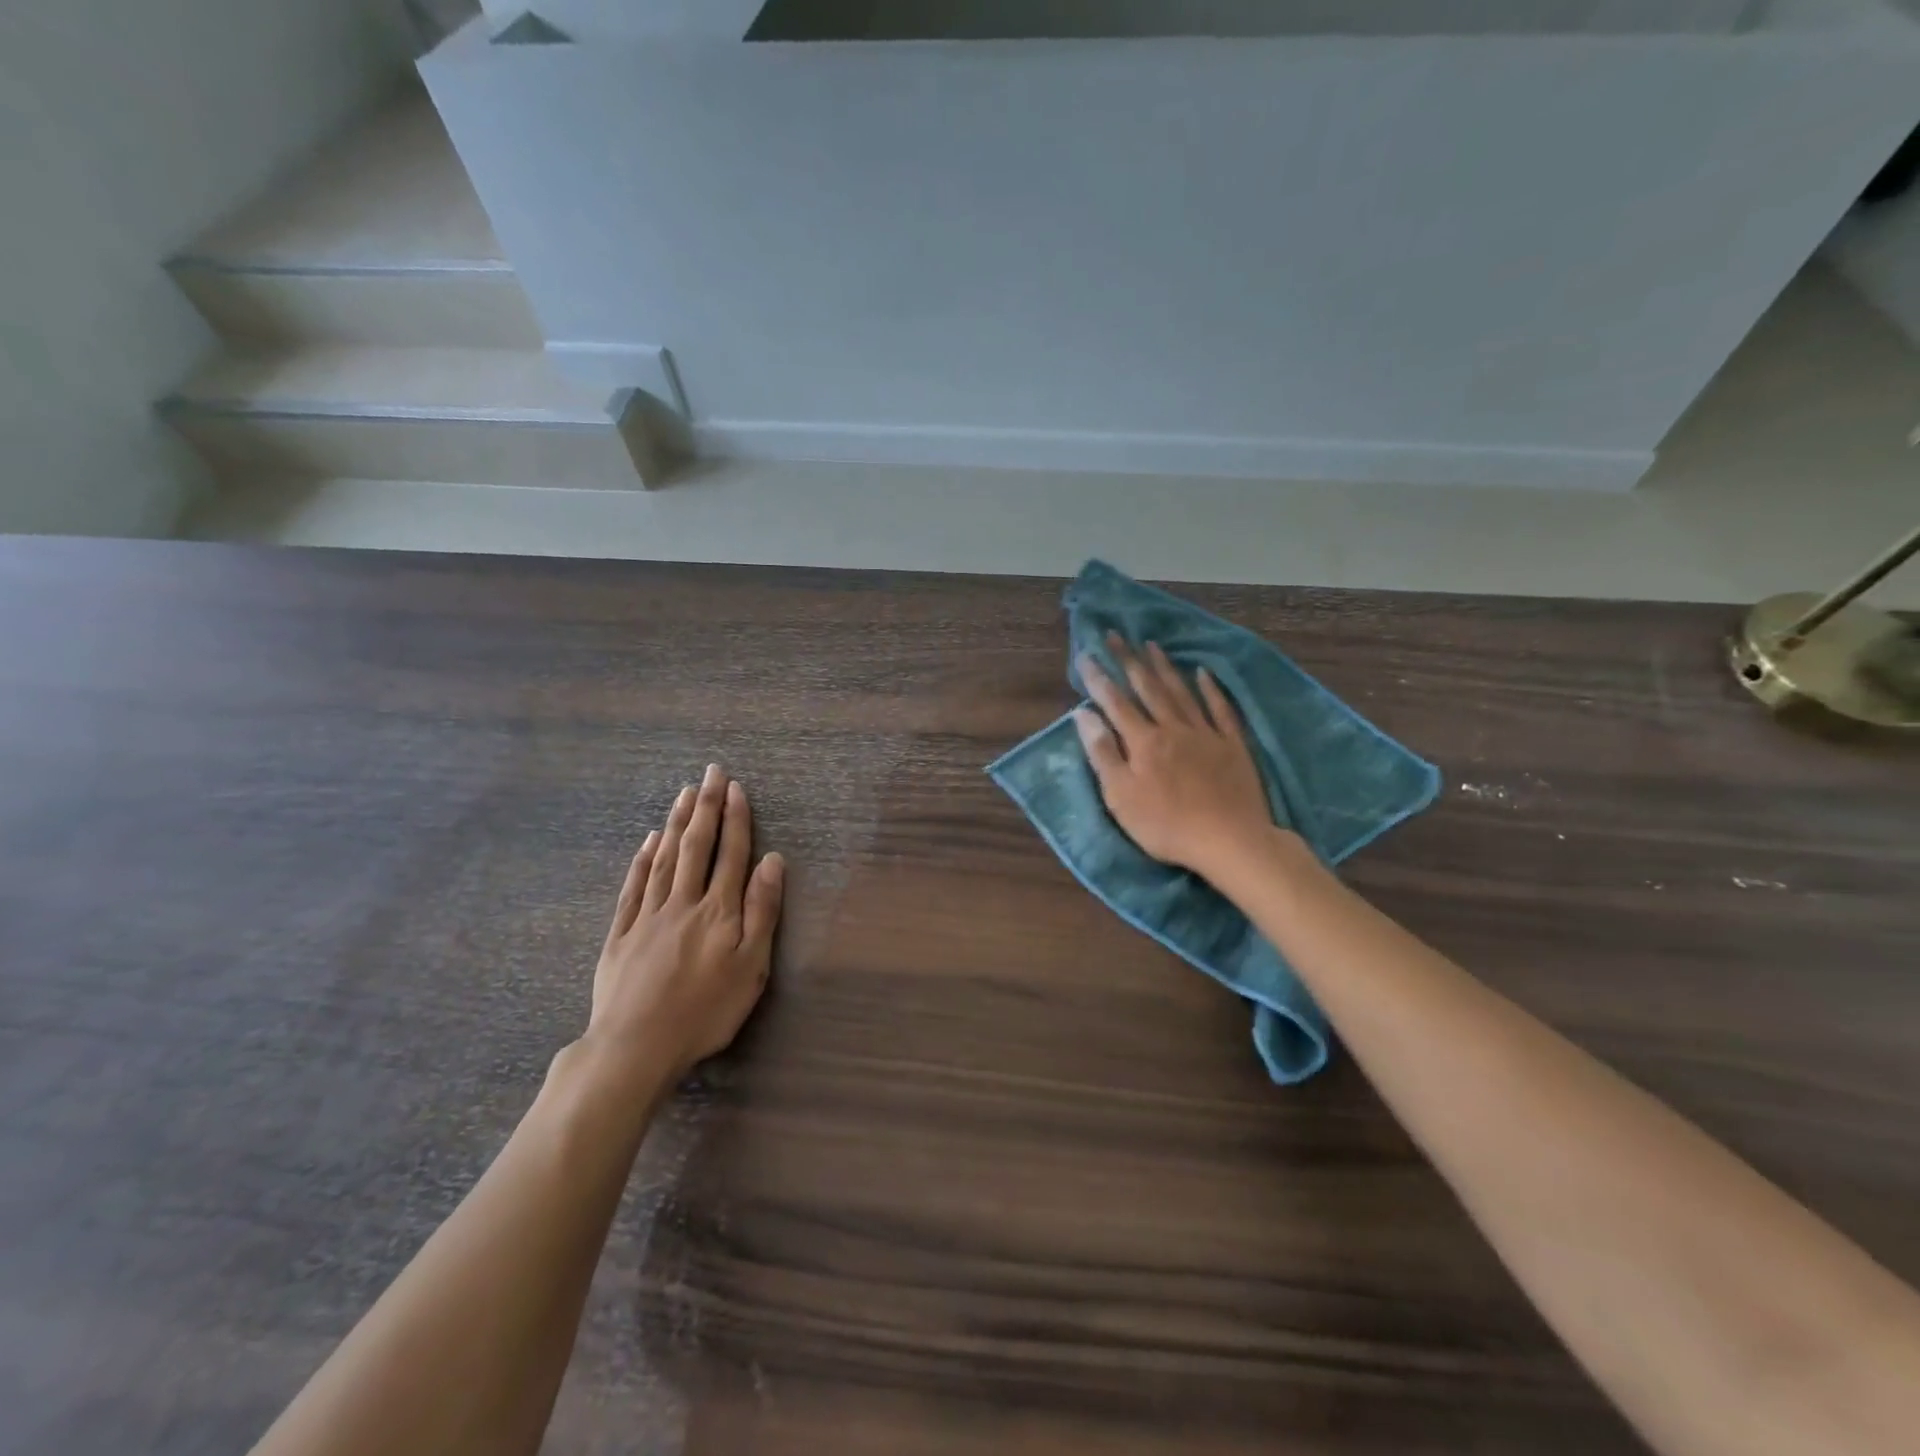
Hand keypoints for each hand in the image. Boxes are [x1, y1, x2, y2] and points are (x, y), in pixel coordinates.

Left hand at [585, 764, 784, 1088]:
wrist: (635, 1047)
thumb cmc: (705, 1011)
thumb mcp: (751, 966)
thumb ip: (762, 911)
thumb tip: (772, 861)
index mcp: (718, 910)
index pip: (730, 854)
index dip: (734, 818)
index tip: (735, 787)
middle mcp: (683, 902)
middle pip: (696, 846)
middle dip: (705, 807)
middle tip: (710, 772)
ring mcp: (648, 916)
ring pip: (664, 859)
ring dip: (676, 823)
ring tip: (684, 794)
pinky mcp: (621, 934)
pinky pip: (634, 886)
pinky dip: (642, 860)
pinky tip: (648, 842)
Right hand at [1075, 637, 1275, 880]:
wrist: (1230, 840)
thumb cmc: (1166, 825)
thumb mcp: (1121, 796)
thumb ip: (1102, 753)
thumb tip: (1083, 714)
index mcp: (1143, 742)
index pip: (1115, 702)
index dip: (1098, 679)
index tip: (1086, 655)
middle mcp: (1173, 728)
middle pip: (1148, 688)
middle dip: (1129, 660)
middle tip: (1116, 635)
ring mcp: (1206, 734)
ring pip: (1181, 692)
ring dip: (1165, 667)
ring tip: (1151, 645)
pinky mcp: (1233, 745)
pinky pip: (1220, 709)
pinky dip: (1211, 689)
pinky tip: (1204, 673)